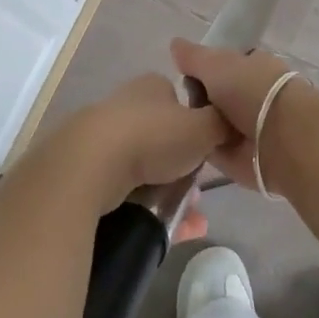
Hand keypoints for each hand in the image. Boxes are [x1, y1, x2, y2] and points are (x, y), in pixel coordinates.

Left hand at [32, 73, 232, 212]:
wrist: (90, 165)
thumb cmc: (153, 136)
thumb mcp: (205, 126)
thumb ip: (223, 123)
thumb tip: (233, 123)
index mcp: (152, 86)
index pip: (181, 101)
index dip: (199, 127)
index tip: (209, 152)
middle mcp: (126, 105)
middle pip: (164, 138)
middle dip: (184, 167)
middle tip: (198, 192)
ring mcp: (102, 138)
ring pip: (145, 168)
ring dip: (168, 193)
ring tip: (188, 220)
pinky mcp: (86, 170)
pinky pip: (124, 192)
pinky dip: (146, 209)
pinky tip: (164, 231)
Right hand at [169, 39, 296, 192]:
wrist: (280, 139)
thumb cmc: (251, 90)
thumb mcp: (216, 64)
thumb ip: (194, 57)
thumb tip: (175, 44)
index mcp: (252, 67)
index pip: (222, 66)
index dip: (201, 70)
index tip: (182, 76)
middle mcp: (251, 95)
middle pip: (214, 95)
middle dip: (197, 100)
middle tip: (175, 104)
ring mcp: (247, 127)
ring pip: (211, 122)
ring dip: (197, 125)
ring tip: (174, 126)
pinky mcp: (241, 157)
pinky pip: (212, 148)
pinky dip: (200, 147)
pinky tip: (181, 145)